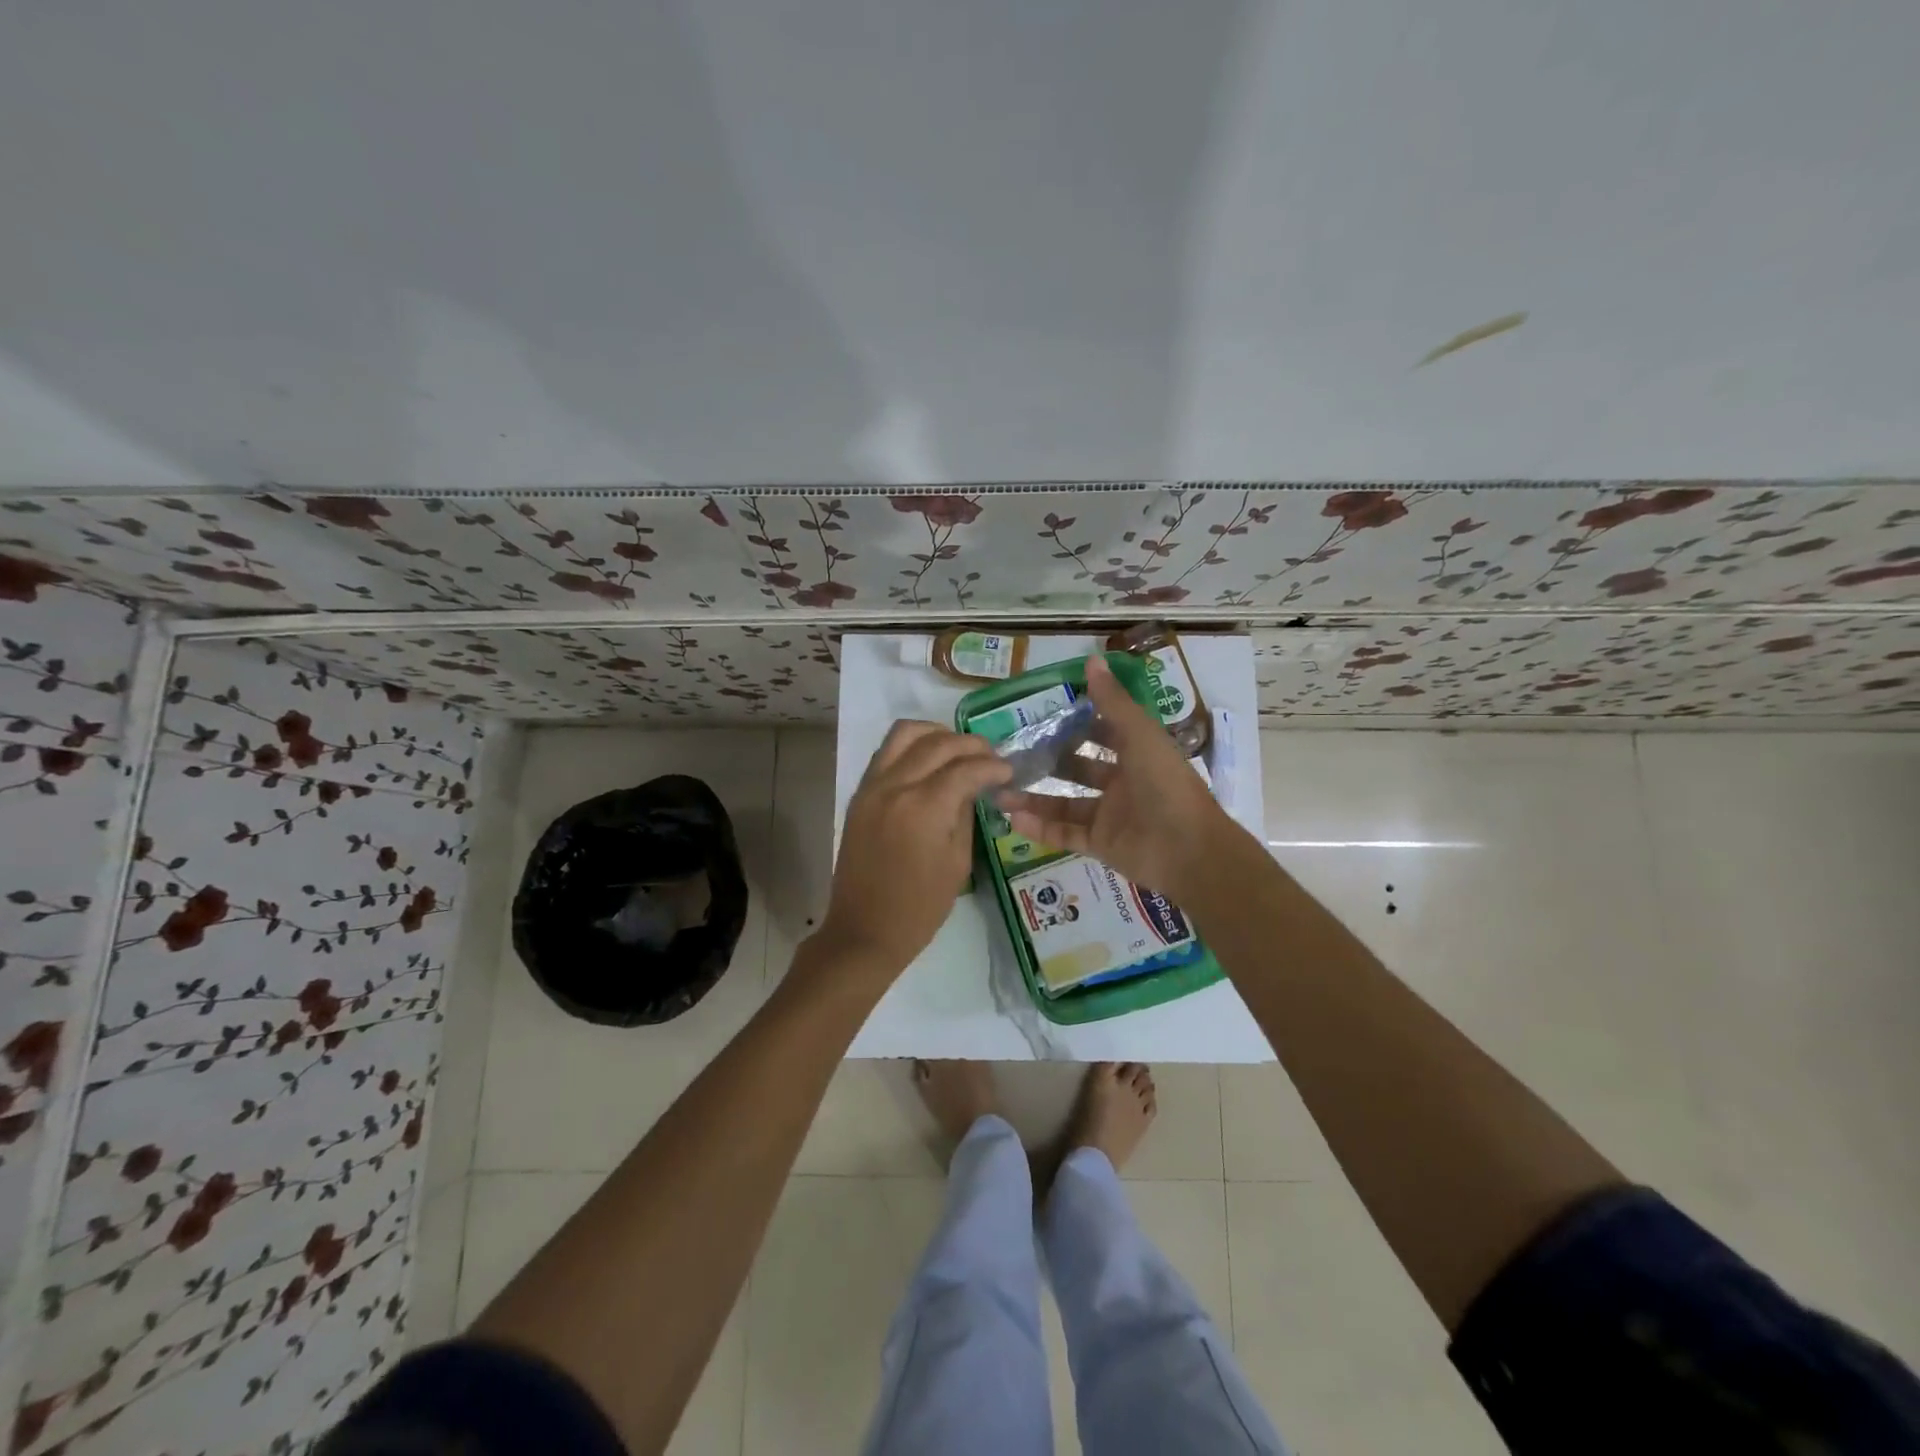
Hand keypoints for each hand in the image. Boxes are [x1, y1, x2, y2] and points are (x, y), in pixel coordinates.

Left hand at [814, 721, 1011, 979]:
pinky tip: (929, 763)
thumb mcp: (958, 863)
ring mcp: (872, 786)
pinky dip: (911, 747)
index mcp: (925, 807)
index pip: (966, 767)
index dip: (992, 765)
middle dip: (970, 744)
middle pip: (937, 743)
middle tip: (990, 757)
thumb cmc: (919, 907)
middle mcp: (895, 786)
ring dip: (936, 734)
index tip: (1008, 771)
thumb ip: (965, 814)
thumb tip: (972, 787)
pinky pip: (886, 752)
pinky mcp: (859, 794)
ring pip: (904, 734)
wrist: (864, 930)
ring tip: (957, 750)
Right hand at [998, 654, 1232, 904]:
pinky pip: (1066, 834)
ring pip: (1065, 804)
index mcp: (1137, 753)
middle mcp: (1123, 783)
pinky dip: (1041, 828)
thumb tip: (1092, 659)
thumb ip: (1113, 701)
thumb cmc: (1166, 784)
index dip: (1076, 723)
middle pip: (1078, 769)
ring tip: (1000, 791)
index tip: (1040, 715)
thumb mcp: (1139, 735)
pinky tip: (1013, 819)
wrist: (1188, 850)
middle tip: (1010, 755)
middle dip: (1048, 762)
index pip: (1102, 733)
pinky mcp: (1102, 845)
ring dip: (1035, 798)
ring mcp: (1111, 816)